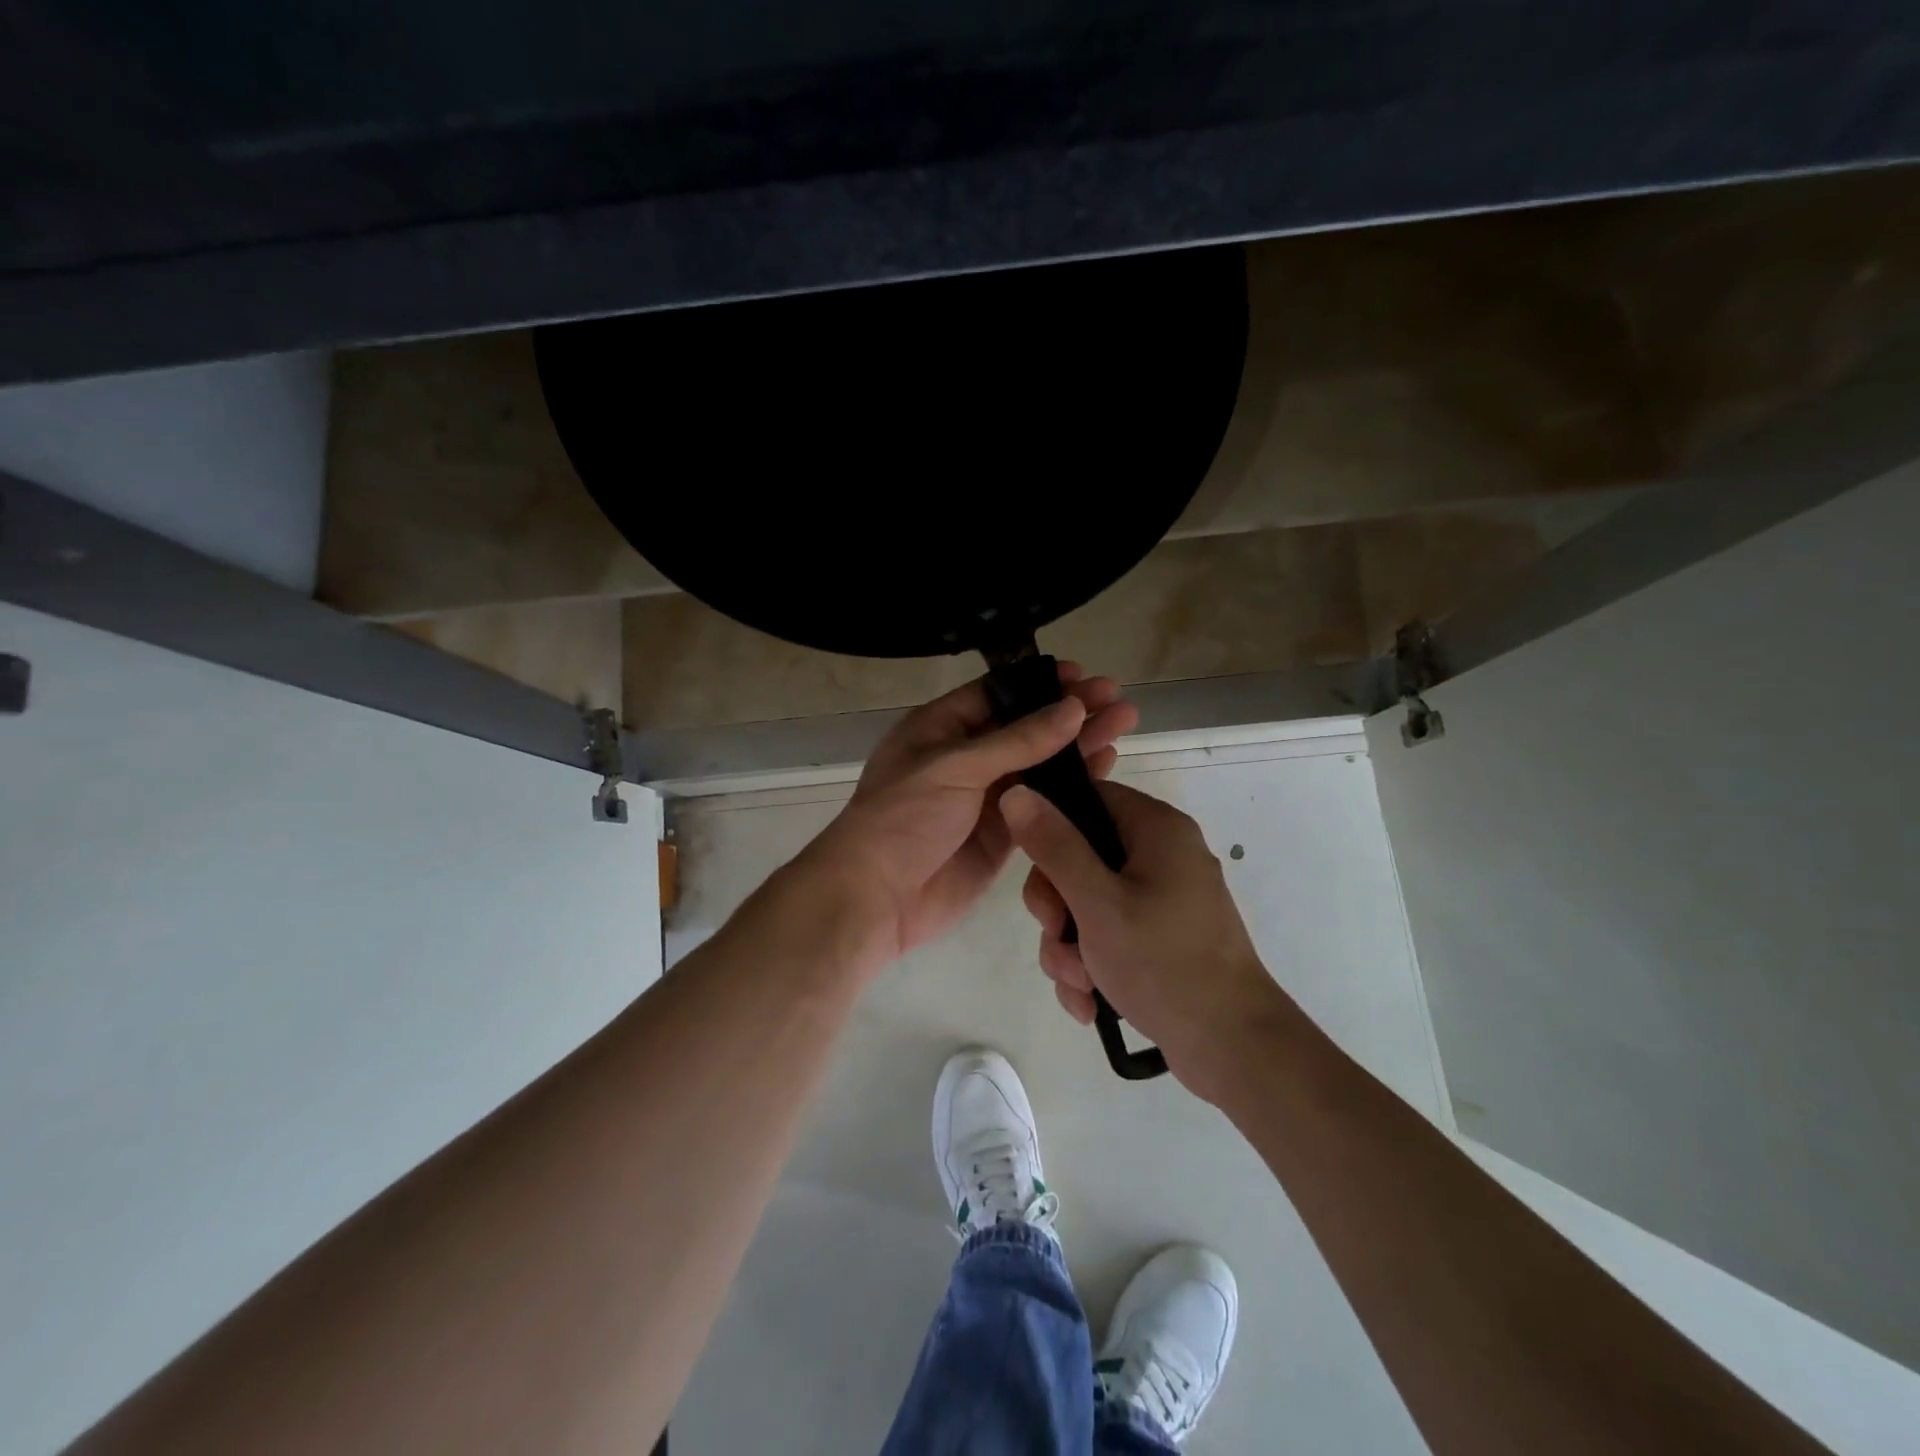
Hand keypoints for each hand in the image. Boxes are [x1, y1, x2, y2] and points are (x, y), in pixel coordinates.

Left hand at [803, 665, 1137, 969]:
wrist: (876, 897)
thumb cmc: (903, 817)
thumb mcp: (955, 766)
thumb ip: (1017, 740)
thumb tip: (1072, 708)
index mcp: (939, 728)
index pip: (996, 694)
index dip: (1039, 684)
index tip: (1082, 676)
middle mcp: (964, 758)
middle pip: (1025, 728)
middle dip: (1068, 712)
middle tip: (1116, 699)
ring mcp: (984, 797)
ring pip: (1039, 765)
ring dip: (1078, 746)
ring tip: (1124, 723)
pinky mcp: (1002, 834)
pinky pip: (1042, 803)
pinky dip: (1071, 788)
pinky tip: (1105, 769)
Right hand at [1002, 780, 1290, 1096]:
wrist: (1233, 1048)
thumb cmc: (1164, 963)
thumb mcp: (1097, 903)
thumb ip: (1054, 846)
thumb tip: (1015, 793)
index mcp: (1156, 829)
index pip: (1088, 799)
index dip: (1052, 829)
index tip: (1037, 871)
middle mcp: (1162, 855)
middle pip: (1080, 857)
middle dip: (1057, 908)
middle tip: (1057, 937)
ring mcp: (1163, 899)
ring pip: (1087, 904)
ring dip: (1069, 947)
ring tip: (1079, 984)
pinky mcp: (1160, 938)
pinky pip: (1108, 935)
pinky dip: (1092, 965)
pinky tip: (1090, 1003)